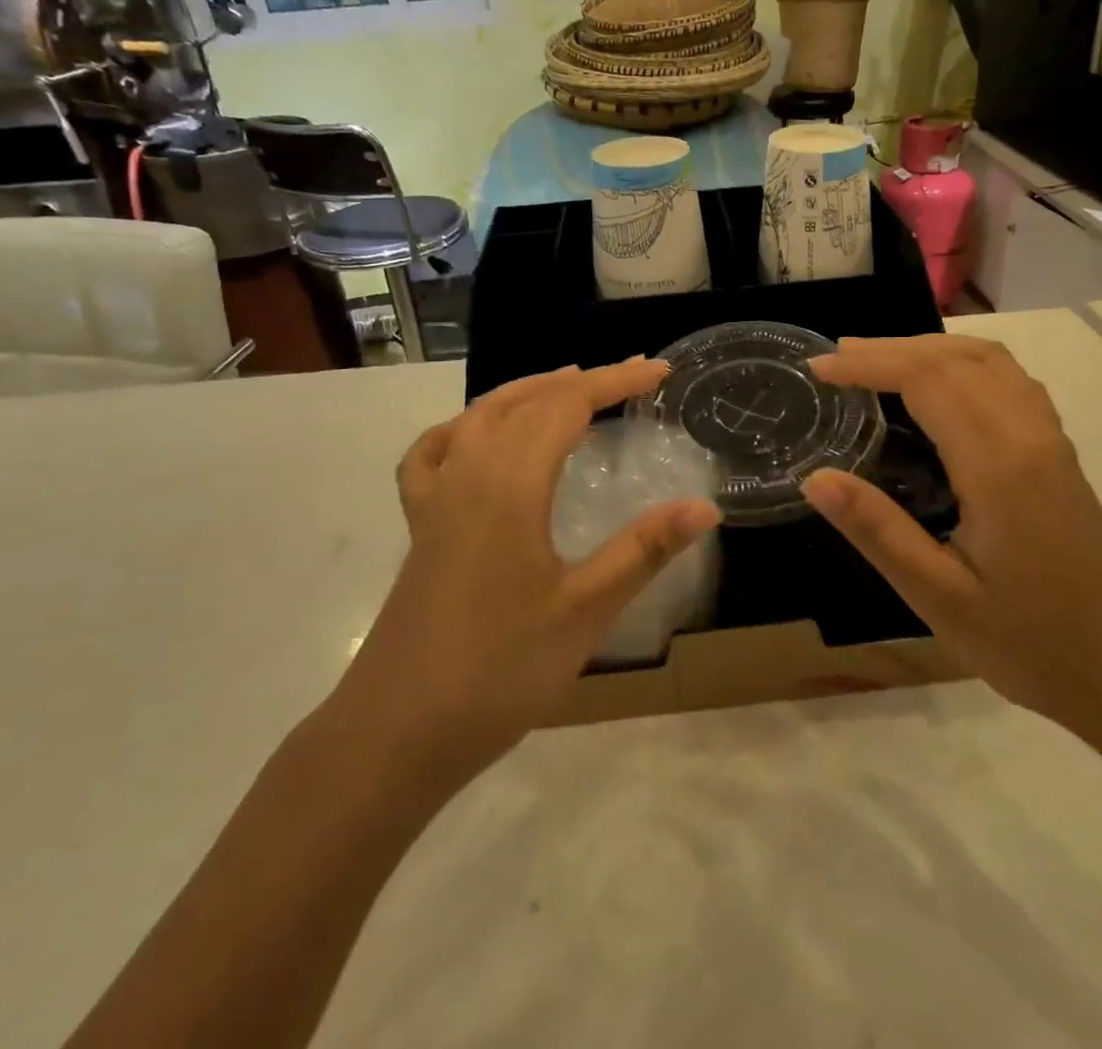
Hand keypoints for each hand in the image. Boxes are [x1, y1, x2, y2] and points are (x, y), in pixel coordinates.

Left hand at [335, 359, 719, 793]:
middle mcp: (469, 473)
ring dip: (528, 392)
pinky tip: (475, 437)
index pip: (568, 405)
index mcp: (510, 483)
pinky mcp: (420, 525)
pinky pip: (435, 452)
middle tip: (630, 377)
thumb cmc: (499, 671)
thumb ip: (644, 550)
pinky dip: (463, 427)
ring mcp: (436, 497)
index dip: (616, 381)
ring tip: (567, 387)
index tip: (659, 370)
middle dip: (582, 381)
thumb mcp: (585, 611)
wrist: (396, 732)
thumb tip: (705, 506)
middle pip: (526, 401)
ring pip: (480, 416)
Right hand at [802, 334, 1101, 735]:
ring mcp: (1050, 438)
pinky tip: (941, 383)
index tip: (819, 369)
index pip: (926, 380)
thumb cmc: (1030, 643)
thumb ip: (878, 531)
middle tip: (835, 358)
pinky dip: (963, 361)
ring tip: (877, 360)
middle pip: (955, 358)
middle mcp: (1028, 434)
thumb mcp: (940, 598)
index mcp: (998, 465)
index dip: (869, 365)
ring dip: (928, 348)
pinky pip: (1009, 378)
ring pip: (988, 360)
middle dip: (890, 348)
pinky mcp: (1058, 450)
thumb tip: (815, 478)